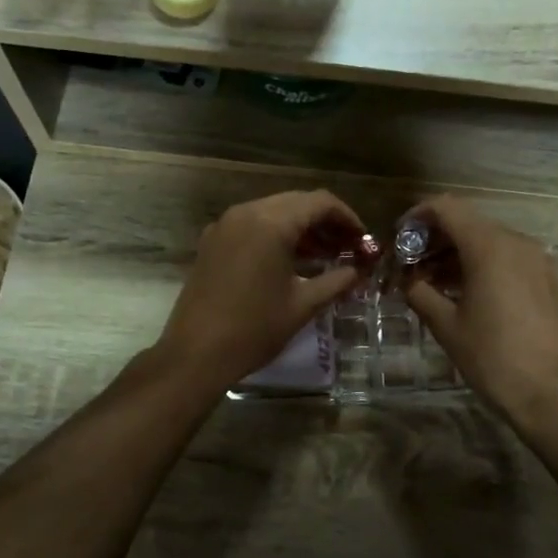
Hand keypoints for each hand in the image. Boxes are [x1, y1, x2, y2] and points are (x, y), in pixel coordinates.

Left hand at [154, 189, 366, 392]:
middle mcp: (246, 213)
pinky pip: (252, 226)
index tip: (362, 240)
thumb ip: (336, 281)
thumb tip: (358, 272)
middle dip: (325, 222)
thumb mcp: (303, 305)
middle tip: (347, 248)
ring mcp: (225, 226)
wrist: (195, 354)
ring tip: (325, 256)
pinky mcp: (212, 242)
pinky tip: (291, 262)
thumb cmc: (254, 329)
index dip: (347, 217)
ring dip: (301, 229)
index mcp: (271, 223)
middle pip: (296, 203)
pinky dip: (276, 235)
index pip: (319, 202)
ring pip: (273, 212)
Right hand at [399, 194, 557, 418]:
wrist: (551, 393)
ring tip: (434, 282)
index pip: (447, 208)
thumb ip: (420, 293)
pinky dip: (484, 264)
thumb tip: (407, 280)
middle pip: (469, 221)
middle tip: (412, 264)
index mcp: (489, 247)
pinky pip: (510, 258)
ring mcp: (538, 259)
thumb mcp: (446, 326)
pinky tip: (468, 293)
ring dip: (459, 252)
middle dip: (436, 238)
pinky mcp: (550, 279)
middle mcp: (517, 242)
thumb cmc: (492, 357)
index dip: (418, 216)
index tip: (400, 238)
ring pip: (490, 240)